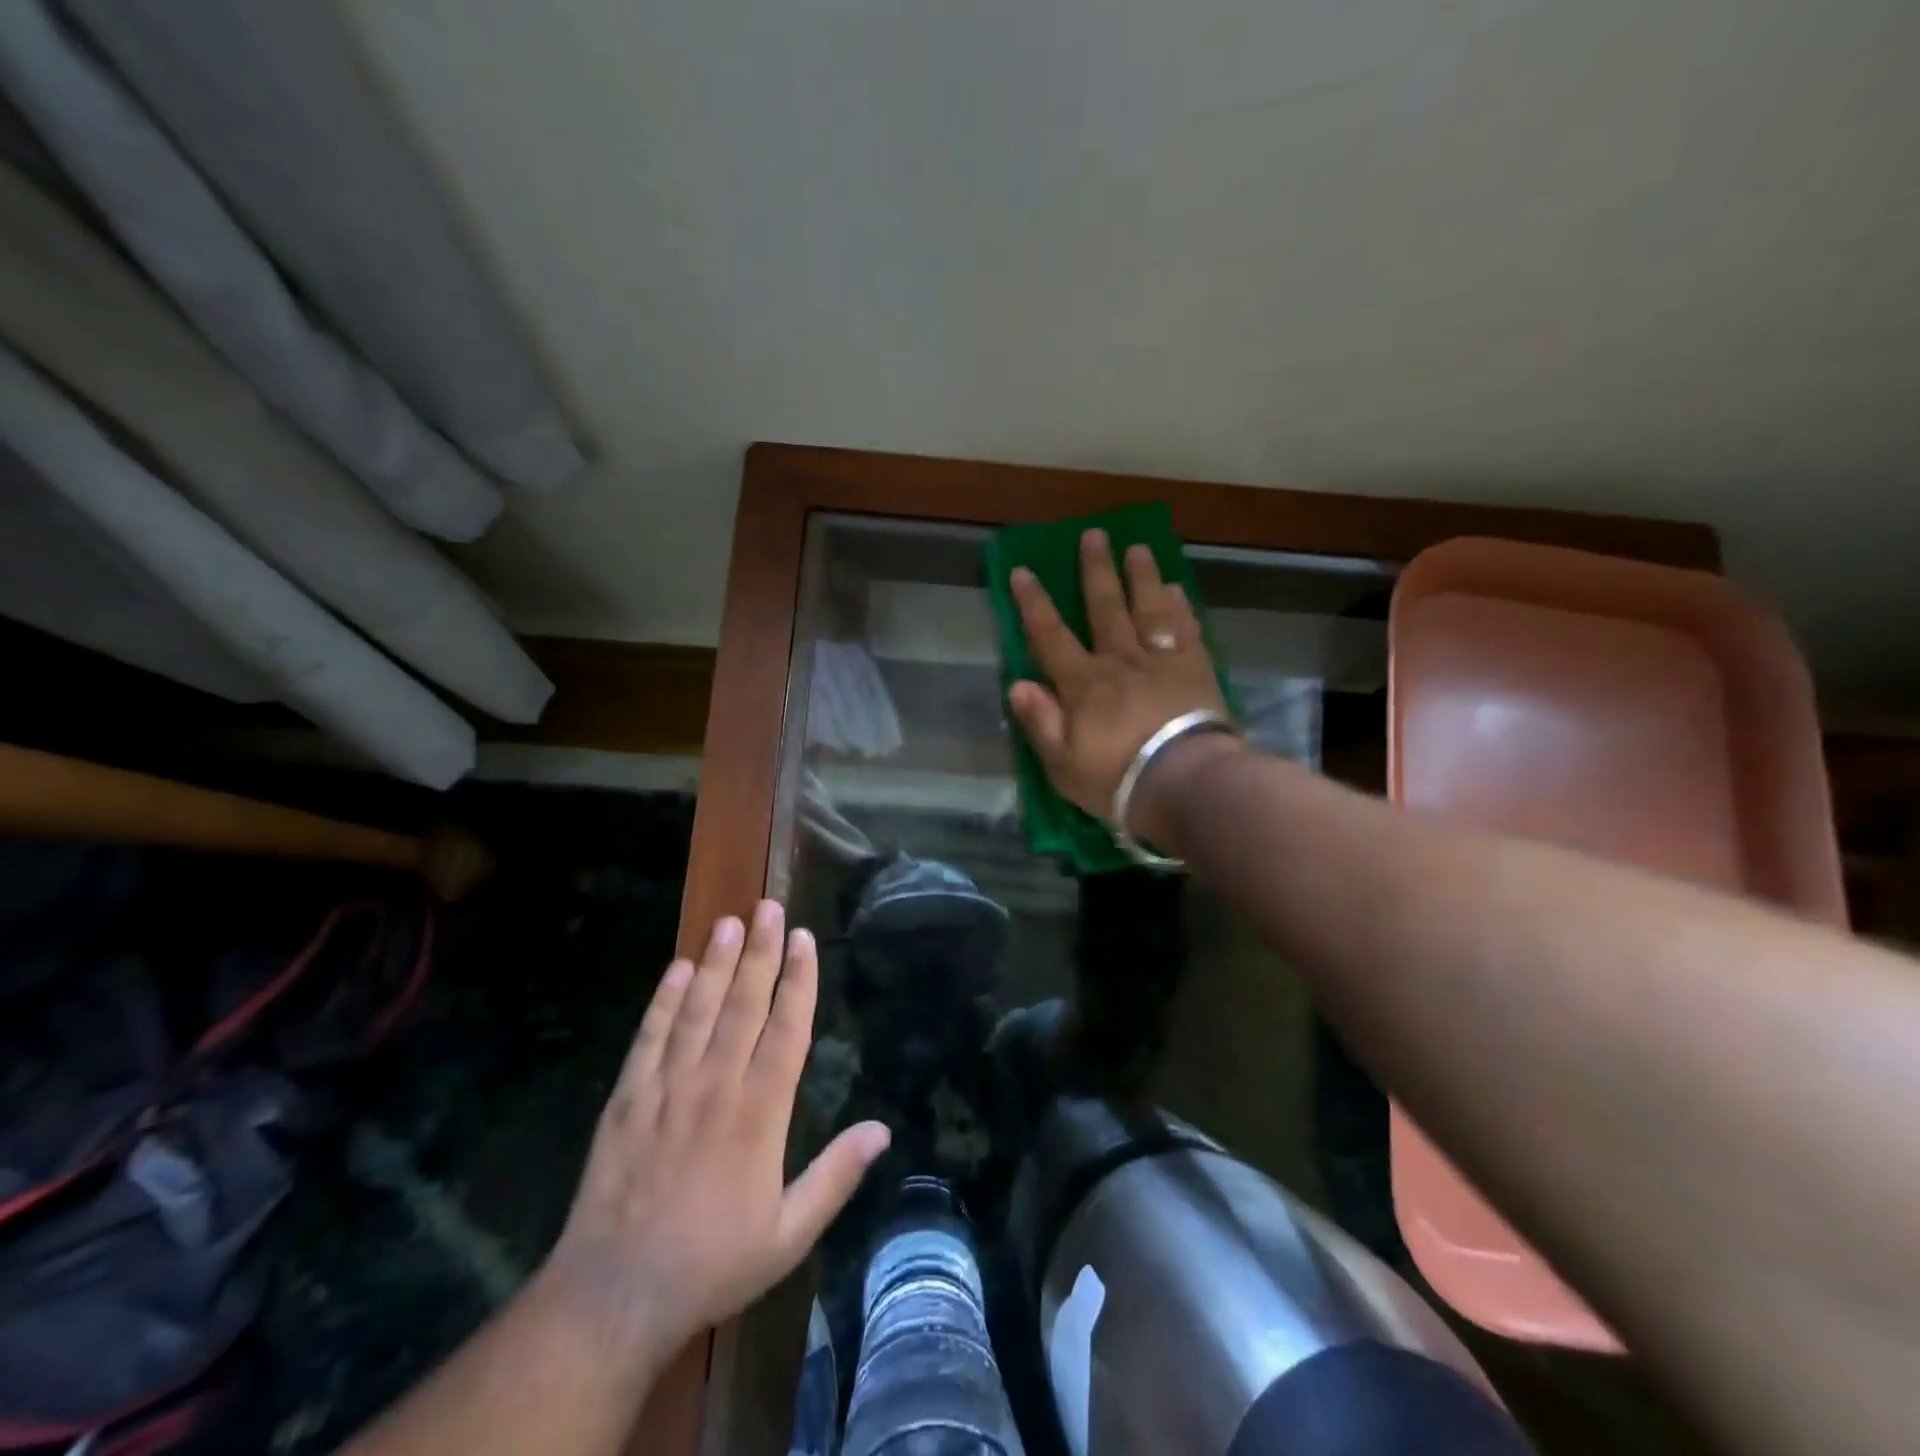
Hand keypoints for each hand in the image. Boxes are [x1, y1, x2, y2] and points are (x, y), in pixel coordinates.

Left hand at [542, 902, 889, 1365]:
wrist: (614, 1296)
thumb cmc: (712, 1263)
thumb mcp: (789, 1234)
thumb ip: (836, 1177)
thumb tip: (883, 1130)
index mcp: (759, 1113)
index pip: (786, 1029)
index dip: (798, 980)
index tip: (805, 939)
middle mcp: (716, 1086)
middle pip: (743, 1004)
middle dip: (760, 952)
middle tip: (769, 907)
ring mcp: (667, 1088)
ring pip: (697, 1010)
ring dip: (715, 962)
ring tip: (729, 921)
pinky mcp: (627, 1099)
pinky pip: (649, 1038)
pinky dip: (663, 1001)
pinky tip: (675, 969)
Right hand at [1007, 528, 1231, 841]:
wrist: (1186, 783)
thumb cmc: (1117, 779)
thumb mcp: (1062, 764)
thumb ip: (1040, 722)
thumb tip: (1018, 684)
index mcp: (1083, 684)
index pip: (1050, 636)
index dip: (1034, 603)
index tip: (1023, 570)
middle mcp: (1120, 661)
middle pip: (1105, 607)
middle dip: (1096, 570)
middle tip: (1093, 535)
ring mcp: (1161, 661)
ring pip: (1148, 609)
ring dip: (1141, 577)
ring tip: (1137, 548)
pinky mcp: (1196, 670)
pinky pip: (1186, 630)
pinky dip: (1180, 607)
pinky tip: (1177, 589)